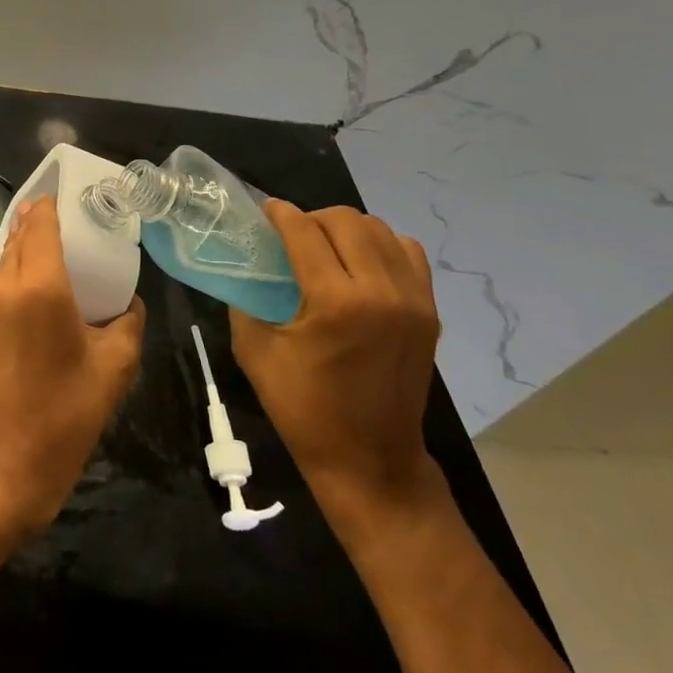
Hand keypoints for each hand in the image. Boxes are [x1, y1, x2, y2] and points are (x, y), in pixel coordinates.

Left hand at [0, 197, 145, 535]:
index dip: (47, 208)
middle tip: (56, 252)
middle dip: (34, 242)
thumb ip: (128, 320)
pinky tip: (8, 340)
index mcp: (41, 288)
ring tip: (34, 315)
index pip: (40, 225)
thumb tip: (126, 301)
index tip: (55, 201)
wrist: (2, 467)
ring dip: (16, 283)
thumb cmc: (66, 415)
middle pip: (17, 246)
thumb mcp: (115, 367)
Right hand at [229, 202, 441, 521]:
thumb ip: (245, 301)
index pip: (305, 232)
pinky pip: (408, 253)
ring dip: (346, 229)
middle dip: (312, 218)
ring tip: (326, 247)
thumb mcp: (255, 352)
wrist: (370, 461)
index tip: (266, 211)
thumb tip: (245, 267)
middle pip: (345, 221)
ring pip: (379, 230)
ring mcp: (412, 300)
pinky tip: (361, 264)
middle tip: (292, 235)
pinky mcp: (428, 312)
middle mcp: (380, 291)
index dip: (281, 214)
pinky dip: (382, 246)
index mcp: (335, 302)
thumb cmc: (305, 410)